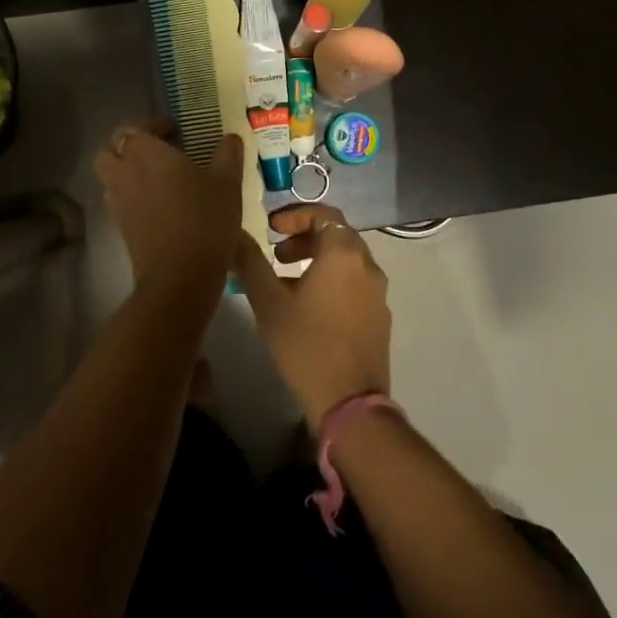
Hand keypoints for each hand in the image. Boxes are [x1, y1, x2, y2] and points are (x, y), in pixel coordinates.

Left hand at [94, 118, 244, 296]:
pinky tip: (158, 203)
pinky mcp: (120, 227)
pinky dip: (131, 194)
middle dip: (129, 145)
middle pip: (111, 149)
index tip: (174, 130)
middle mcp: (125, 173)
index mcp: (147, 154)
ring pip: (110, 175)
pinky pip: (118, 199)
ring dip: (126, 169)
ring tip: (156, 176)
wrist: (179, 278)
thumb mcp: (228, 184)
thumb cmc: (205, 220)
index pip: (135, 128)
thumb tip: (231, 137)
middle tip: (157, 150)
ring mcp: (118, 202)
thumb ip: (228, 155)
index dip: (152, 125)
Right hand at [231, 205, 390, 430]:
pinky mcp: (380, 317)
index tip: (272, 228)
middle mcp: (368, 266)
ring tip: (287, 281)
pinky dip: (332, 281)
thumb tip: (236, 234)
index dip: (296, 215)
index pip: (324, 214)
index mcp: (344, 254)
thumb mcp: (269, 302)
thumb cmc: (306, 345)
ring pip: (347, 261)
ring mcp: (378, 293)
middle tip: (276, 253)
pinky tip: (309, 308)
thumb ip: (251, 262)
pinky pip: (355, 284)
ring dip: (318, 261)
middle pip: (337, 236)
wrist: (349, 403)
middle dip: (305, 238)